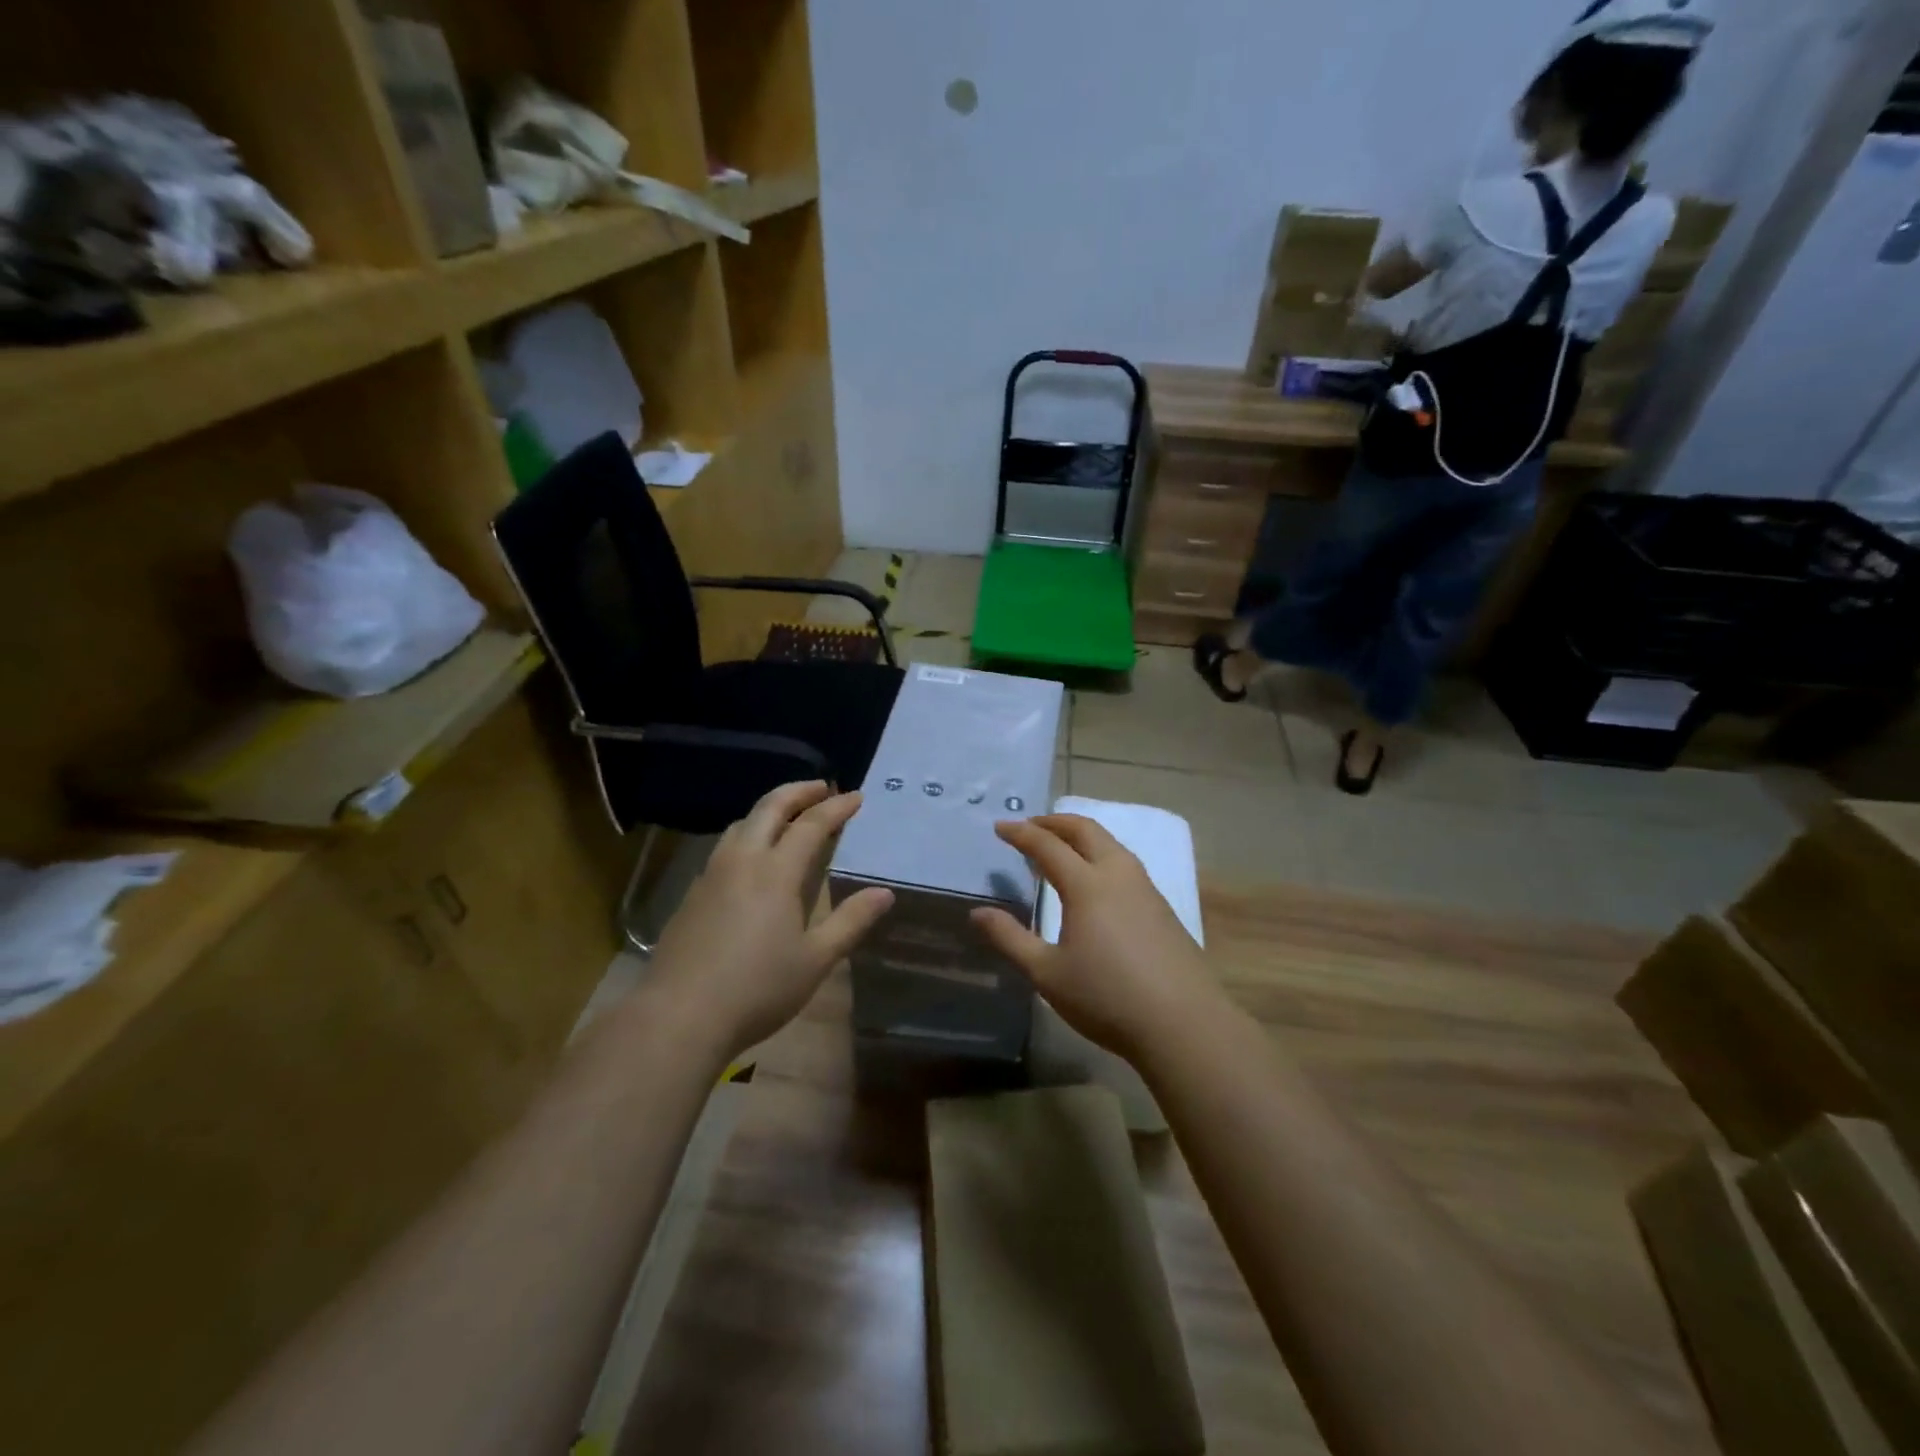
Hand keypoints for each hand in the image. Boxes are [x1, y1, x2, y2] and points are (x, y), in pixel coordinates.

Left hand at [645, 782, 893, 1060]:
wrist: (678, 1016)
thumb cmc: (757, 989)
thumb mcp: (815, 960)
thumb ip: (851, 921)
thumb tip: (885, 893)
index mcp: (776, 872)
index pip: (812, 825)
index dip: (836, 807)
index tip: (856, 796)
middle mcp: (742, 861)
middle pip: (770, 808)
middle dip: (798, 792)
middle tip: (821, 787)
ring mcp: (711, 875)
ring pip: (741, 824)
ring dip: (769, 810)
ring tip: (788, 817)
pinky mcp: (692, 894)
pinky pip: (725, 847)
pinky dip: (747, 834)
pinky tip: (752, 859)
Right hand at [971, 814, 1228, 1064]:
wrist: (1184, 1024)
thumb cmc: (1107, 998)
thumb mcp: (1047, 974)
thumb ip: (1010, 939)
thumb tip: (978, 913)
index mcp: (1087, 885)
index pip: (1048, 846)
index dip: (1021, 834)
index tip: (1000, 827)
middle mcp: (1118, 875)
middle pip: (1085, 830)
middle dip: (1054, 822)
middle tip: (1030, 826)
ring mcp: (1145, 888)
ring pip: (1110, 844)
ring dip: (1081, 835)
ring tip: (1060, 847)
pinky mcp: (1162, 907)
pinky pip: (1124, 863)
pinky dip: (1100, 854)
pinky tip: (1095, 880)